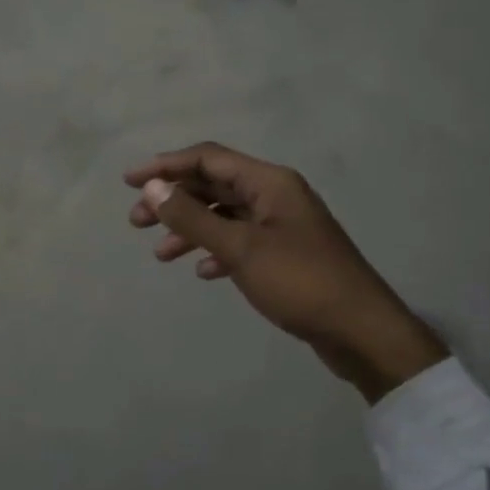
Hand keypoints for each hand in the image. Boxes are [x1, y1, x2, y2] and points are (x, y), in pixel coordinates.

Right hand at [125, 143, 445, 402]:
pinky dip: (217, 251)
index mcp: (269, 182)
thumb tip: (153, 187)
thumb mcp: (240, 248)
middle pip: (214, 185)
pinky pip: (241, 241)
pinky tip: (203, 272)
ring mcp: (282, 225)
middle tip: (137, 221)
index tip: (129, 182)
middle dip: (174, 200)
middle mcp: (275, 195)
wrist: (360, 330)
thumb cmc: (300, 282)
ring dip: (191, 229)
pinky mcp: (285, 254)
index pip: (208, 159)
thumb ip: (193, 218)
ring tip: (160, 254)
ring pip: (225, 216)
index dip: (165, 166)